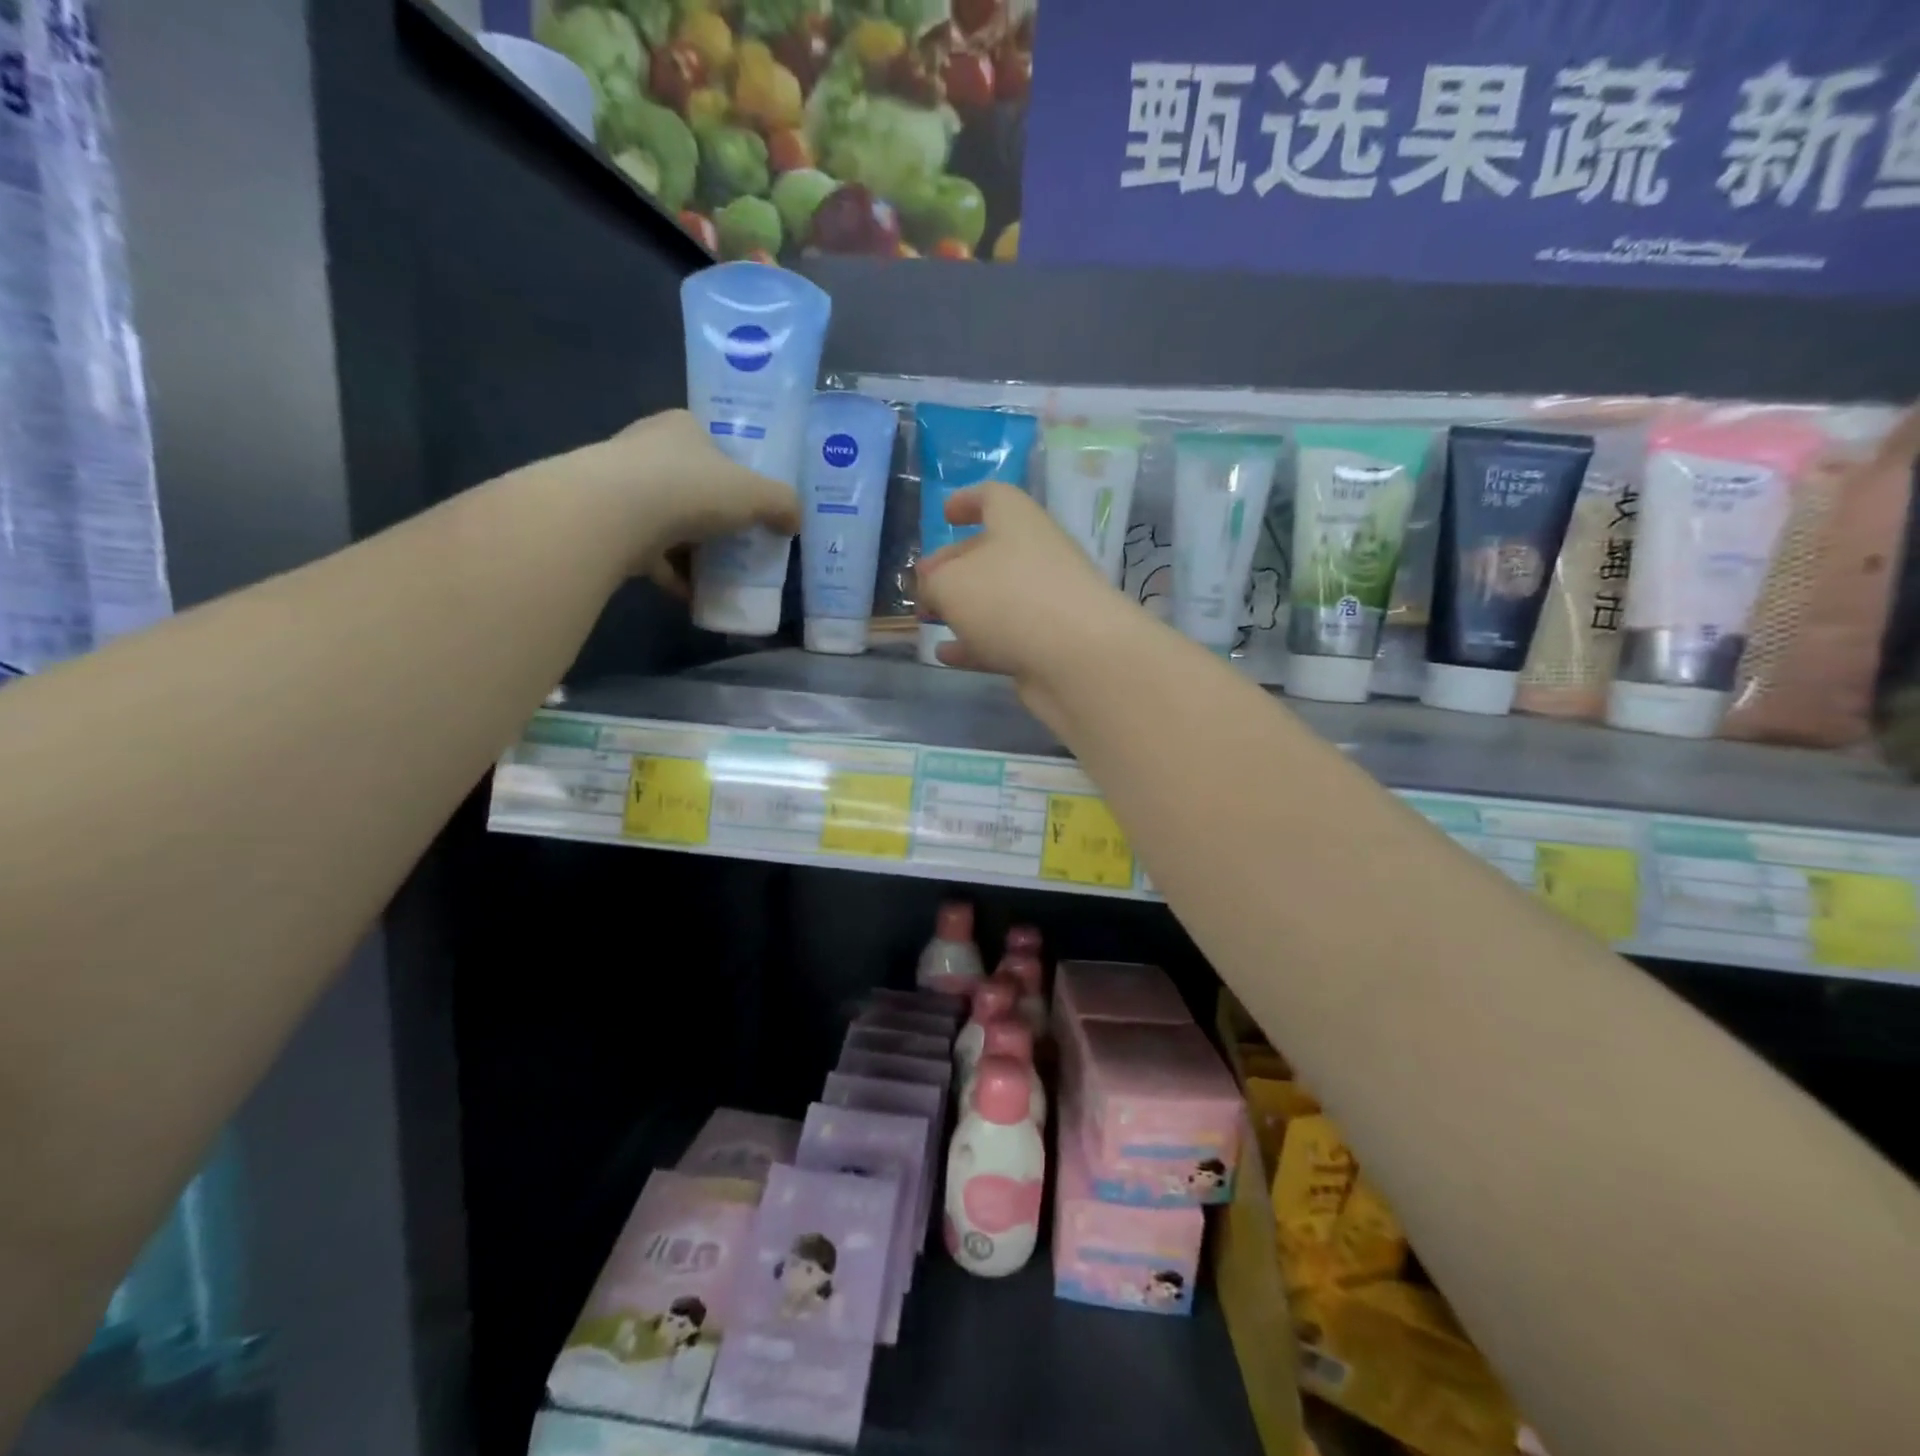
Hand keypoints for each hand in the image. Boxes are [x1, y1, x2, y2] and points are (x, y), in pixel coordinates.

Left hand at [571, 409, 800, 595]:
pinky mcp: (607, 526)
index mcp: (681, 427)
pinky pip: (649, 553)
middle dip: (713, 512)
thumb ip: (782, 504)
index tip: (751, 497)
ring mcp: (621, 488)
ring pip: (667, 519)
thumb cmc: (691, 488)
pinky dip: (672, 574)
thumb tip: (795, 522)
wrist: (614, 515)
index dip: (734, 468)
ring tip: (721, 572)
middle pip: (689, 482)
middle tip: (741, 539)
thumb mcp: (755, 493)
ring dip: (692, 547)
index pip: (711, 441)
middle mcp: (646, 449)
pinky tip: (695, 595)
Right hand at [916, 483, 1136, 711]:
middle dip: (955, 564)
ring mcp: (1046, 603)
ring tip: (927, 618)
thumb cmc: (1009, 600)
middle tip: (923, 583)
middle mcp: (1037, 556)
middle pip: (992, 552)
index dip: (968, 500)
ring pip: (998, 598)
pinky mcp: (1048, 644)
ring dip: (963, 606)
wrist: (1079, 660)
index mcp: (1018, 522)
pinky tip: (944, 655)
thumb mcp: (951, 584)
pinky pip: (1004, 637)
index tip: (945, 514)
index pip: (994, 498)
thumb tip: (933, 587)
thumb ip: (933, 582)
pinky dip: (974, 643)